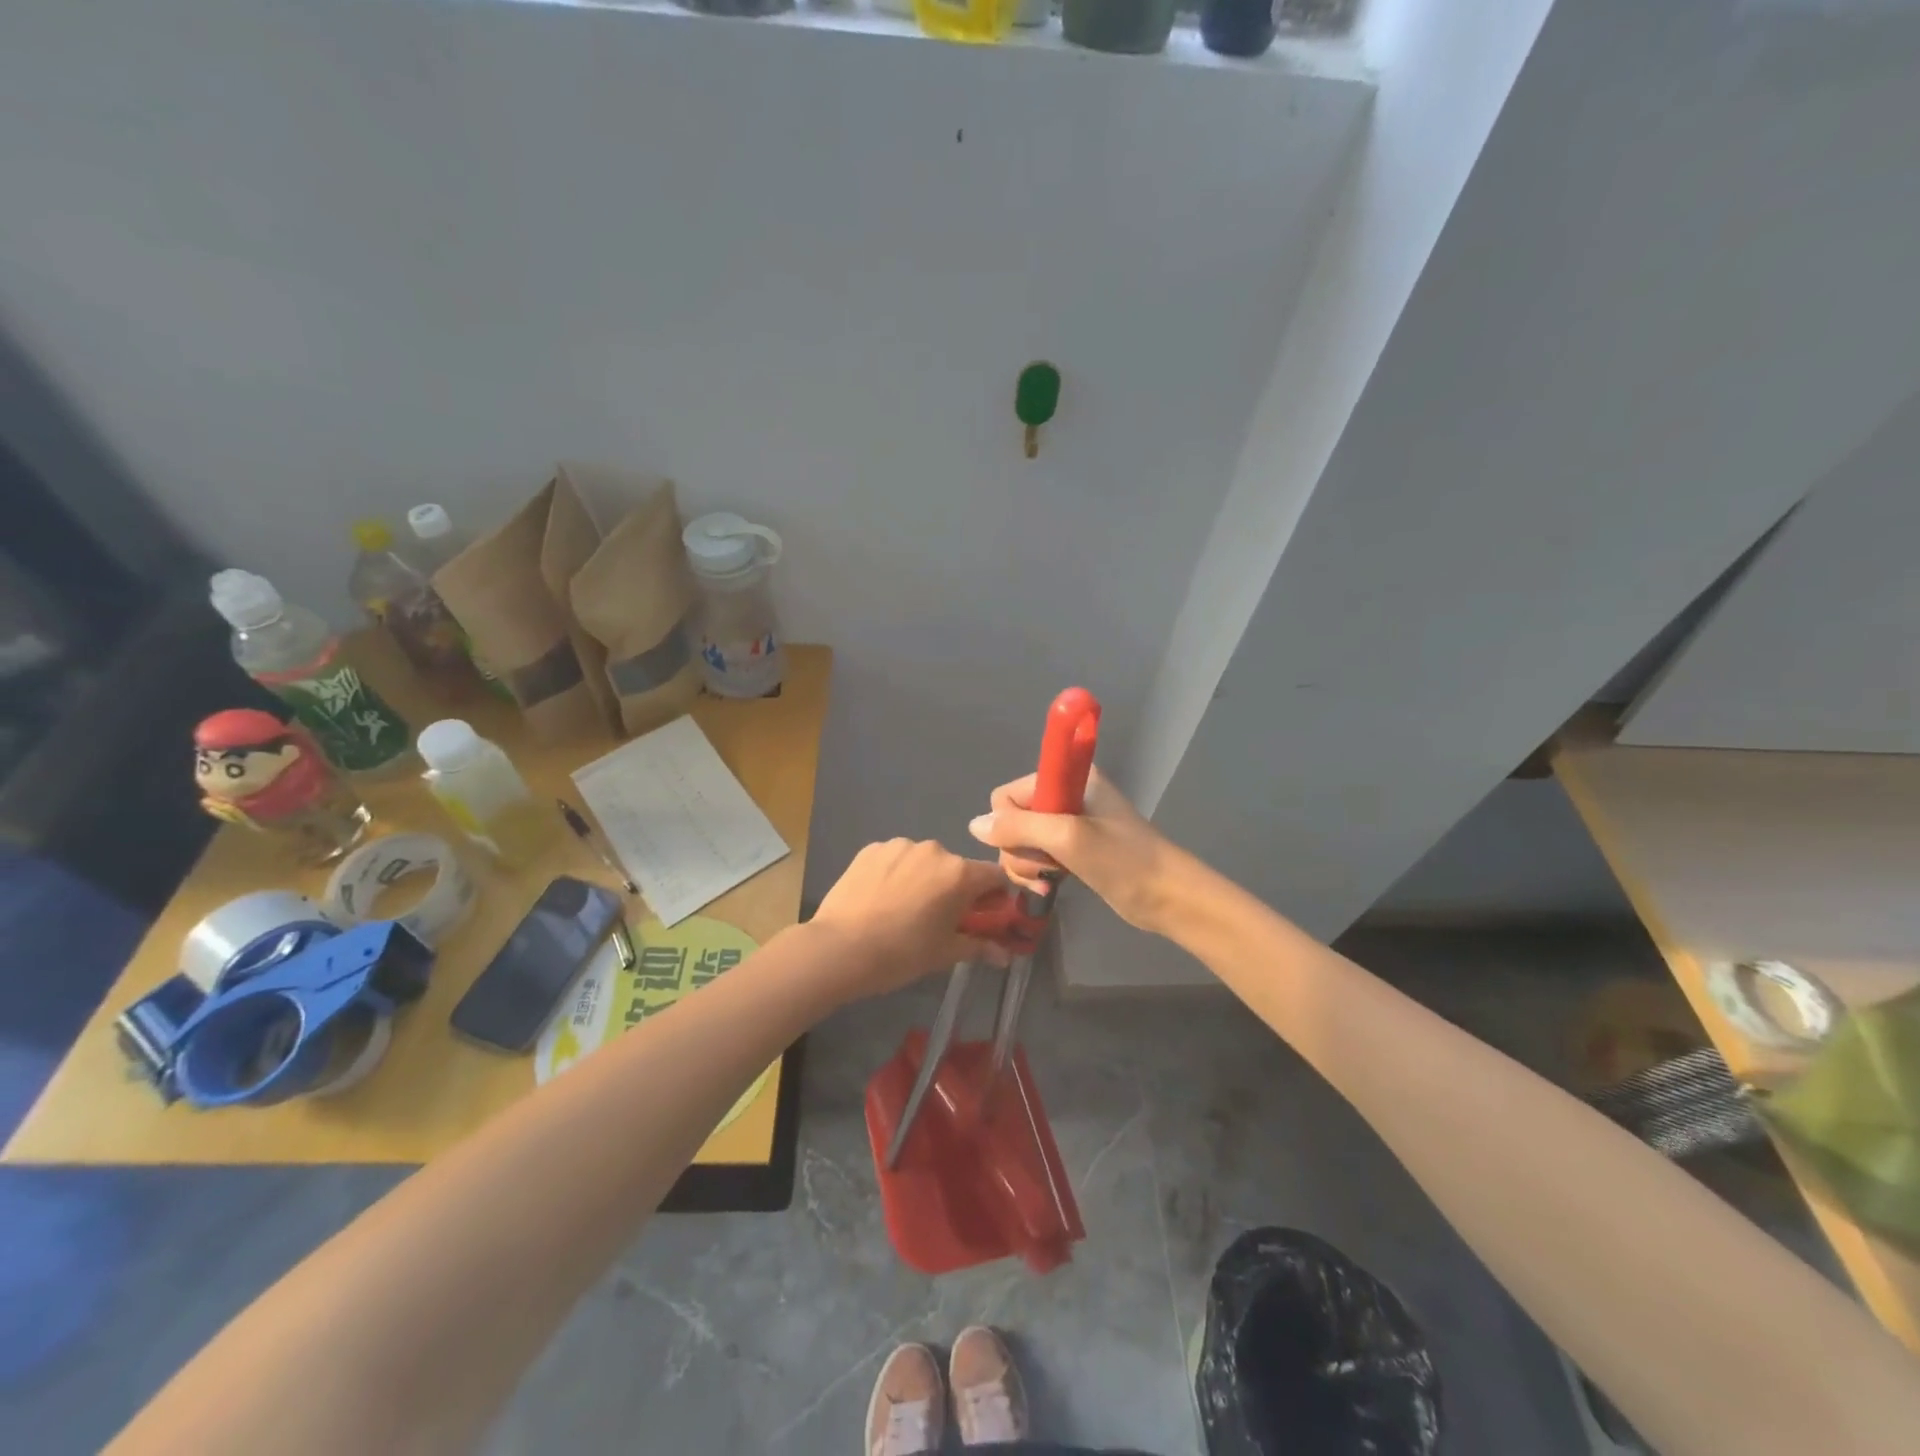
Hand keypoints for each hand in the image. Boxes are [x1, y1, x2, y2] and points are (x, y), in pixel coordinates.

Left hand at [809, 839, 1011, 999]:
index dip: (995, 896)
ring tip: (903, 908)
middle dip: (955, 889)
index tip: (985, 915)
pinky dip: (895, 873)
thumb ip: (980, 947)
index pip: (995, 875)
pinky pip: (895, 859)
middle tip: (939, 918)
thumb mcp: (945, 953)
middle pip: (956, 868)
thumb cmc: (902, 954)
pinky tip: (880, 899)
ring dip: (923, 878)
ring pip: (924, 861)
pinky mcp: (871, 849)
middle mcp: (934, 850)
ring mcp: (900, 845)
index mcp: (960, 873)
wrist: (840, 948)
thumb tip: (1005, 955)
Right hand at [968, 766, 1182, 934]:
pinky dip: (1037, 874)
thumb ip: (1018, 827)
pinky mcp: (1073, 850)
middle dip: (1018, 850)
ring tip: (1048, 883)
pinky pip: (1036, 857)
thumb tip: (974, 825)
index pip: (1008, 794)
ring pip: (1020, 842)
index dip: (1009, 824)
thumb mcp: (1068, 838)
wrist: (1168, 897)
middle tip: (1043, 871)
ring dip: (1026, 866)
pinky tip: (1051, 888)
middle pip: (1011, 820)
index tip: (1032, 845)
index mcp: (1068, 778)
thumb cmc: (1123, 861)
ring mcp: (1069, 824)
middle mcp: (1064, 795)